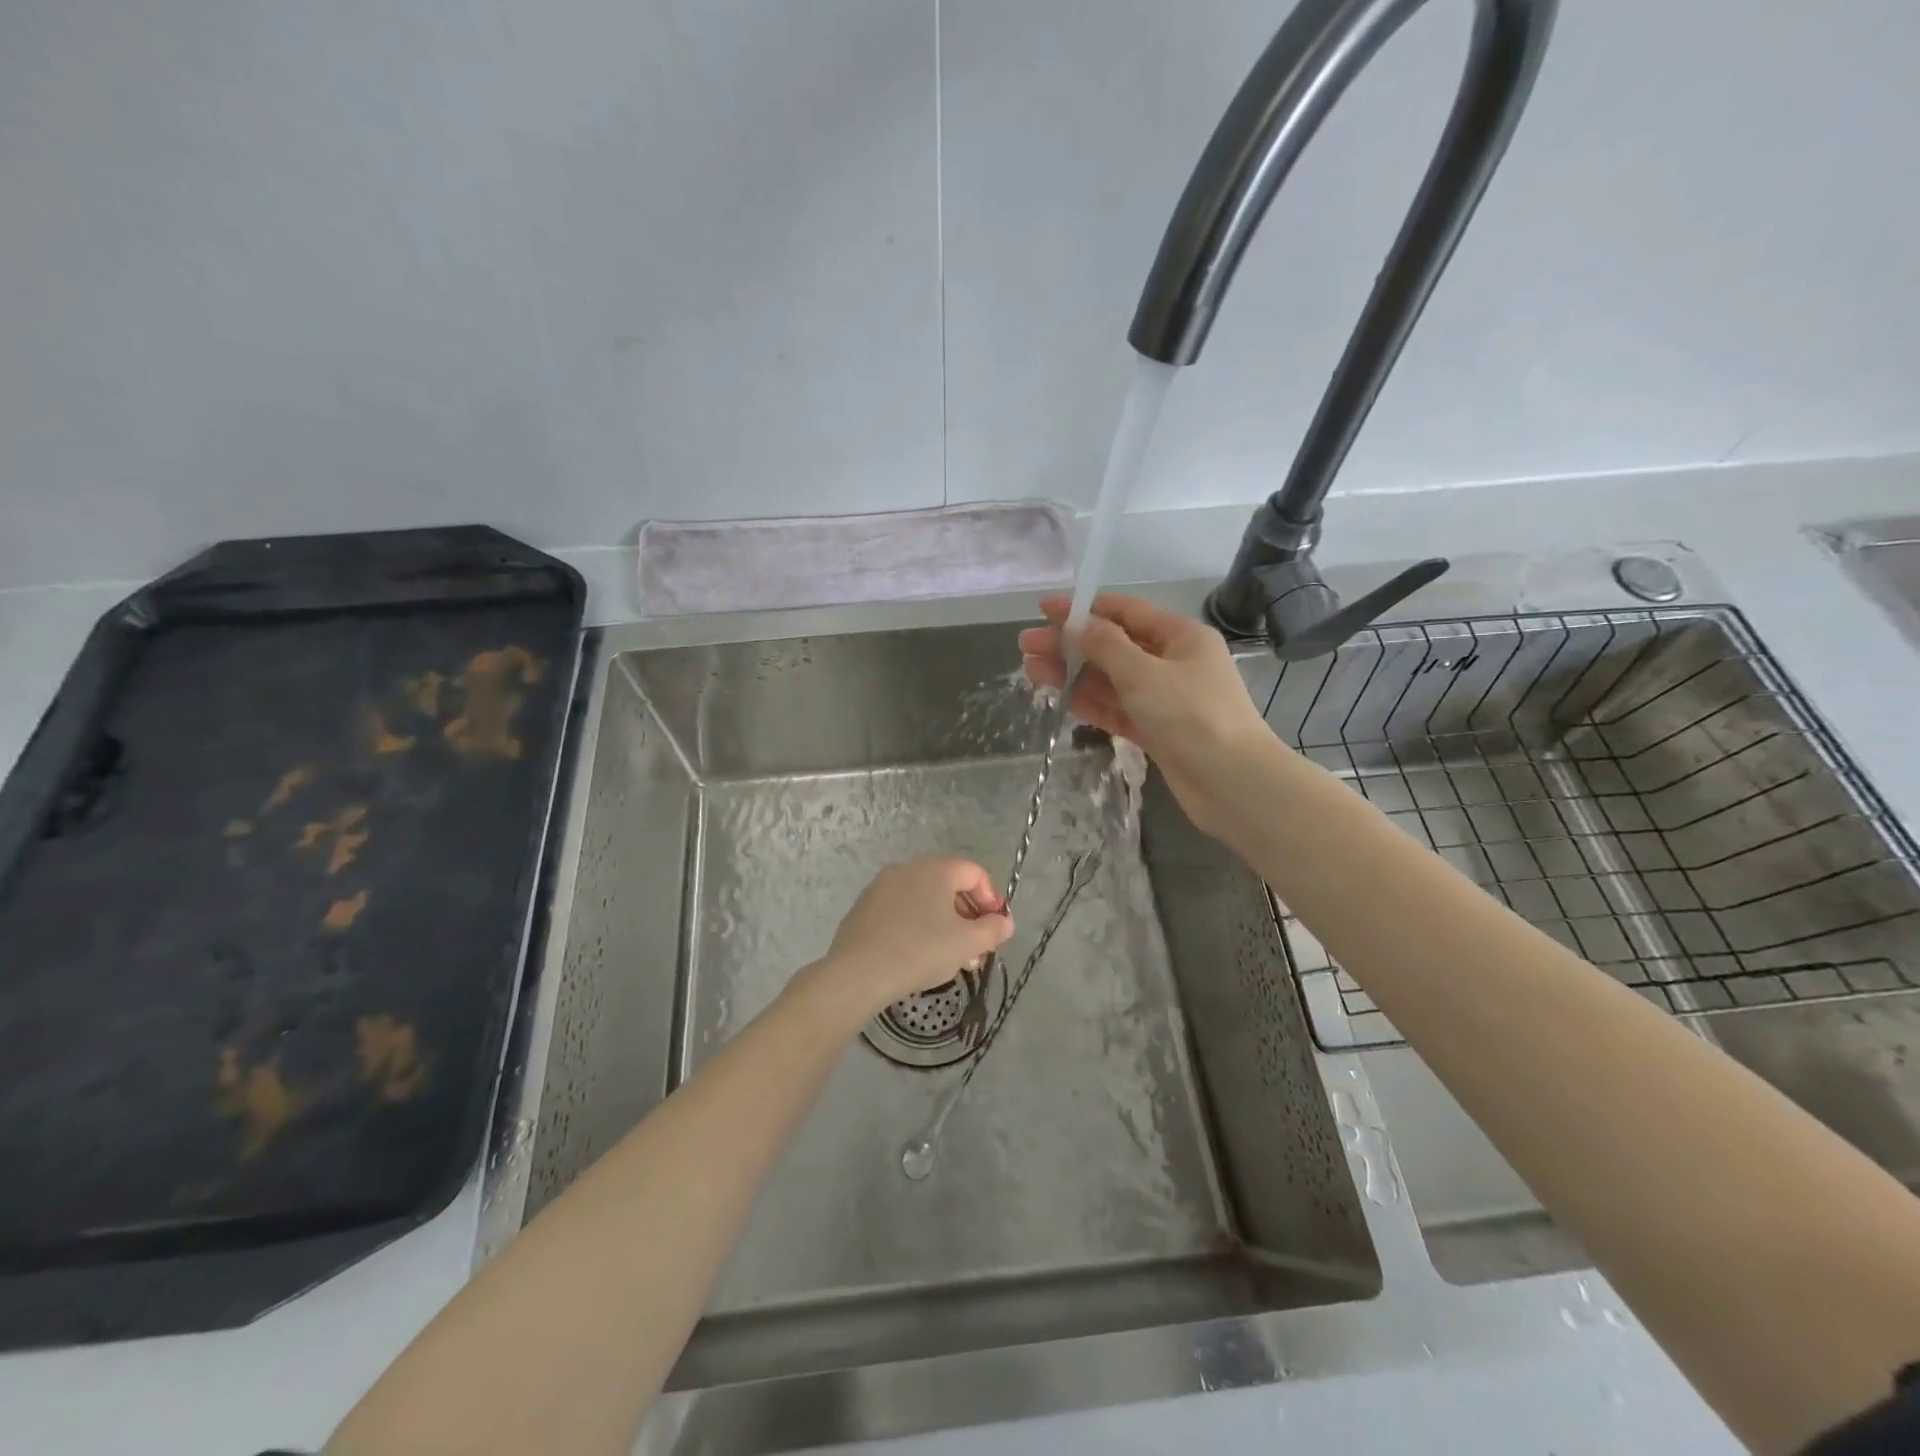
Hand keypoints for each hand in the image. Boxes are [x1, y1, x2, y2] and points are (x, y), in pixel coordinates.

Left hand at [810, 857, 1014, 1018]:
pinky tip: (918, 955)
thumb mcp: (967, 943)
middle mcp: (908, 868)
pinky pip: (901, 910)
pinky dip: (917, 926)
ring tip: (951, 958)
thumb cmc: (920, 951)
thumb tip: (1005, 922)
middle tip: (976, 948)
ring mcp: (881, 886)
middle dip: (968, 916)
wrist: (859, 972)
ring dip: (944, 924)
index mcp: (936, 869)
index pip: (975, 873)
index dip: (991, 899)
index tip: (995, 929)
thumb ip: (993, 930)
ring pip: (924, 899)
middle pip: (949, 885)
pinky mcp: (864, 907)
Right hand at [1019, 593, 1275, 839]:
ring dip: (1075, 675)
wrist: (1233, 783)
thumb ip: (1105, 646)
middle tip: (1026, 647)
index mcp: (1180, 636)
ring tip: (1032, 672)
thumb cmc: (1191, 716)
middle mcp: (1173, 662)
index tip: (1044, 611)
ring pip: (1112, 680)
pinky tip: (1064, 700)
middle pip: (1113, 646)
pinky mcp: (1159, 730)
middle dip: (1070, 645)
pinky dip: (1093, 704)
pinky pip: (1120, 709)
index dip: (1083, 609)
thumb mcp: (1143, 672)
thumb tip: (1075, 624)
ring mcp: (1166, 699)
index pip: (1125, 612)